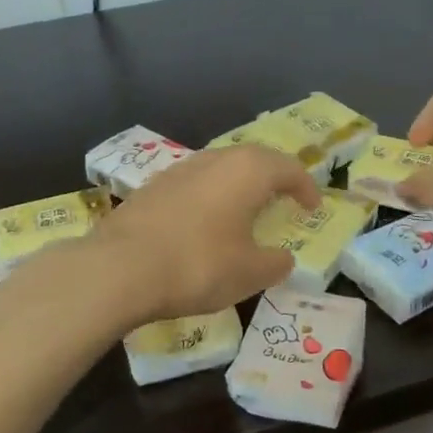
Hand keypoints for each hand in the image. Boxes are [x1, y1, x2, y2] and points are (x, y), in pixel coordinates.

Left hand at [92, 146, 319, 323]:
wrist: (119, 268)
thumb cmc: (198, 265)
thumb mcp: (249, 273)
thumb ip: (274, 263)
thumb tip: (282, 258)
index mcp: (247, 171)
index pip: (288, 168)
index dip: (306, 187)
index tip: (313, 207)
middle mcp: (215, 159)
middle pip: (254, 159)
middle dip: (272, 177)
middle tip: (283, 198)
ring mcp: (179, 169)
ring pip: (221, 168)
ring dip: (239, 185)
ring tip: (245, 209)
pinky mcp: (152, 186)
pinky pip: (194, 184)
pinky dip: (210, 197)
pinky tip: (205, 222)